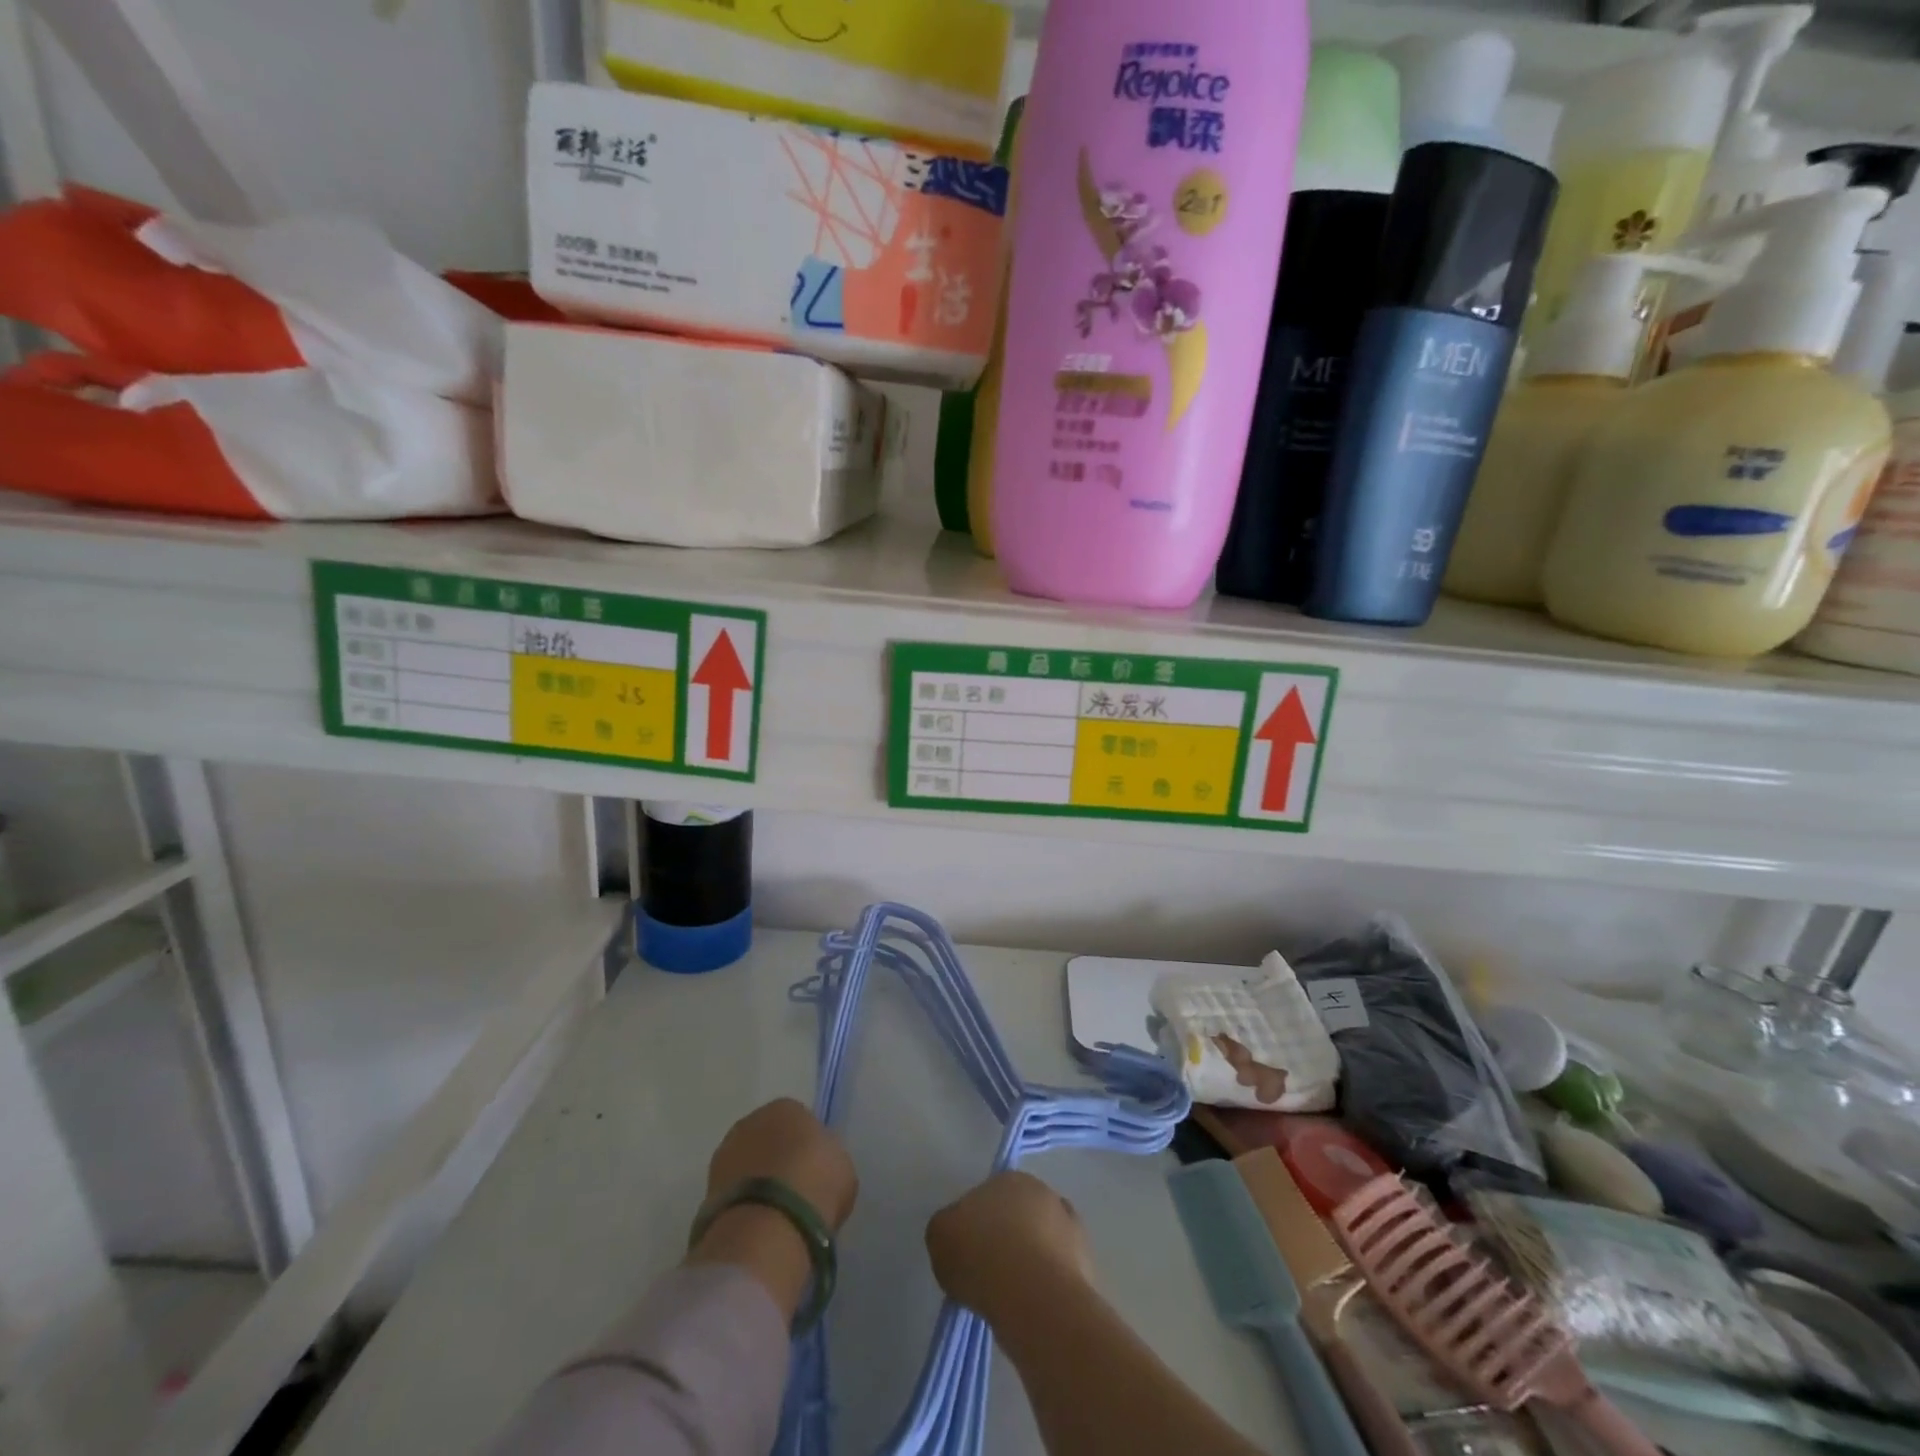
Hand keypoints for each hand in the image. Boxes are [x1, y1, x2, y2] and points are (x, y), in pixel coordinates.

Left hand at [707, 1097, 857, 1232]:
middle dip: (778, 1160)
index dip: (807, 1147)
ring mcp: (724, 1155)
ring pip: (748, 1165)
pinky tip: (758, 1225)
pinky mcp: (706, 1191)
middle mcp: (751, 1121)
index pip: (799, 1120)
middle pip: (768, 1139)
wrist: (768, 1227)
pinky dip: (743, 1205)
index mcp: (786, 1106)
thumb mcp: (841, 1167)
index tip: (815, 1172)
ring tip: (774, 1214)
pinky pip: (734, 1193)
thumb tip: (818, 1165)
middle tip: (794, 1192)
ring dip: (757, 1182)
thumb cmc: (815, 1184)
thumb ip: (827, 1158)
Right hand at [926, 1171, 1092, 1322]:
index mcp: (1008, 1178)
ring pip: (1043, 1242)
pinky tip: (1035, 1305)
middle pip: (1019, 1216)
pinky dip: (1048, 1284)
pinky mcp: (1087, 1262)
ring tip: (1013, 1296)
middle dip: (1007, 1238)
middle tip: (990, 1272)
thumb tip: (959, 1234)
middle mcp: (1043, 1192)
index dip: (977, 1225)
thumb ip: (948, 1227)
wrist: (1033, 1296)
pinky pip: (1059, 1272)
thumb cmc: (981, 1256)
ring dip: (1031, 1260)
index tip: (970, 1252)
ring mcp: (1070, 1226)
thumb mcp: (940, 1234)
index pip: (988, 1196)